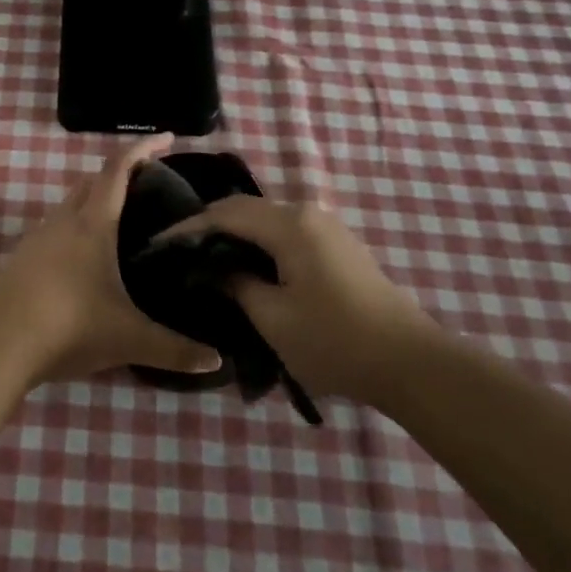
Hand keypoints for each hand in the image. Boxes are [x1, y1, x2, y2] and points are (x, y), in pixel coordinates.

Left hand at [0, 135, 224, 384]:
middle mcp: (63, 221)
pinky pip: (54, 229)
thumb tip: (217, 361)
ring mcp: (37, 237)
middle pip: (92, 181)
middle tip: (149, 185)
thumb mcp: (130, 339)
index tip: (166, 138)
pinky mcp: (21, 258)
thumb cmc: (70, 328)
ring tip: (121, 223)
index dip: (143, 148)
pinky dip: (75, 228)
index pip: (118, 169)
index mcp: (92, 224)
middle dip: (119, 174)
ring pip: (70, 205)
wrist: (0, 345)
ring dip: (94, 202)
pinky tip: (85, 260)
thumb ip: (175, 349)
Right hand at [163, 196, 437, 402]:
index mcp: (289, 224)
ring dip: (235, 233)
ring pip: (267, 219)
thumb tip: (214, 268)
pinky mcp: (338, 245)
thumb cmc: (335, 341)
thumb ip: (236, 284)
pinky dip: (259, 242)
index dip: (188, 227)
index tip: (158, 244)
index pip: (225, 213)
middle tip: (178, 251)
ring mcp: (327, 227)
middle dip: (209, 226)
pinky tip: (246, 264)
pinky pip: (286, 231)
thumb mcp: (273, 318)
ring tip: (206, 257)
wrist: (411, 363)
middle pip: (246, 208)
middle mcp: (307, 213)